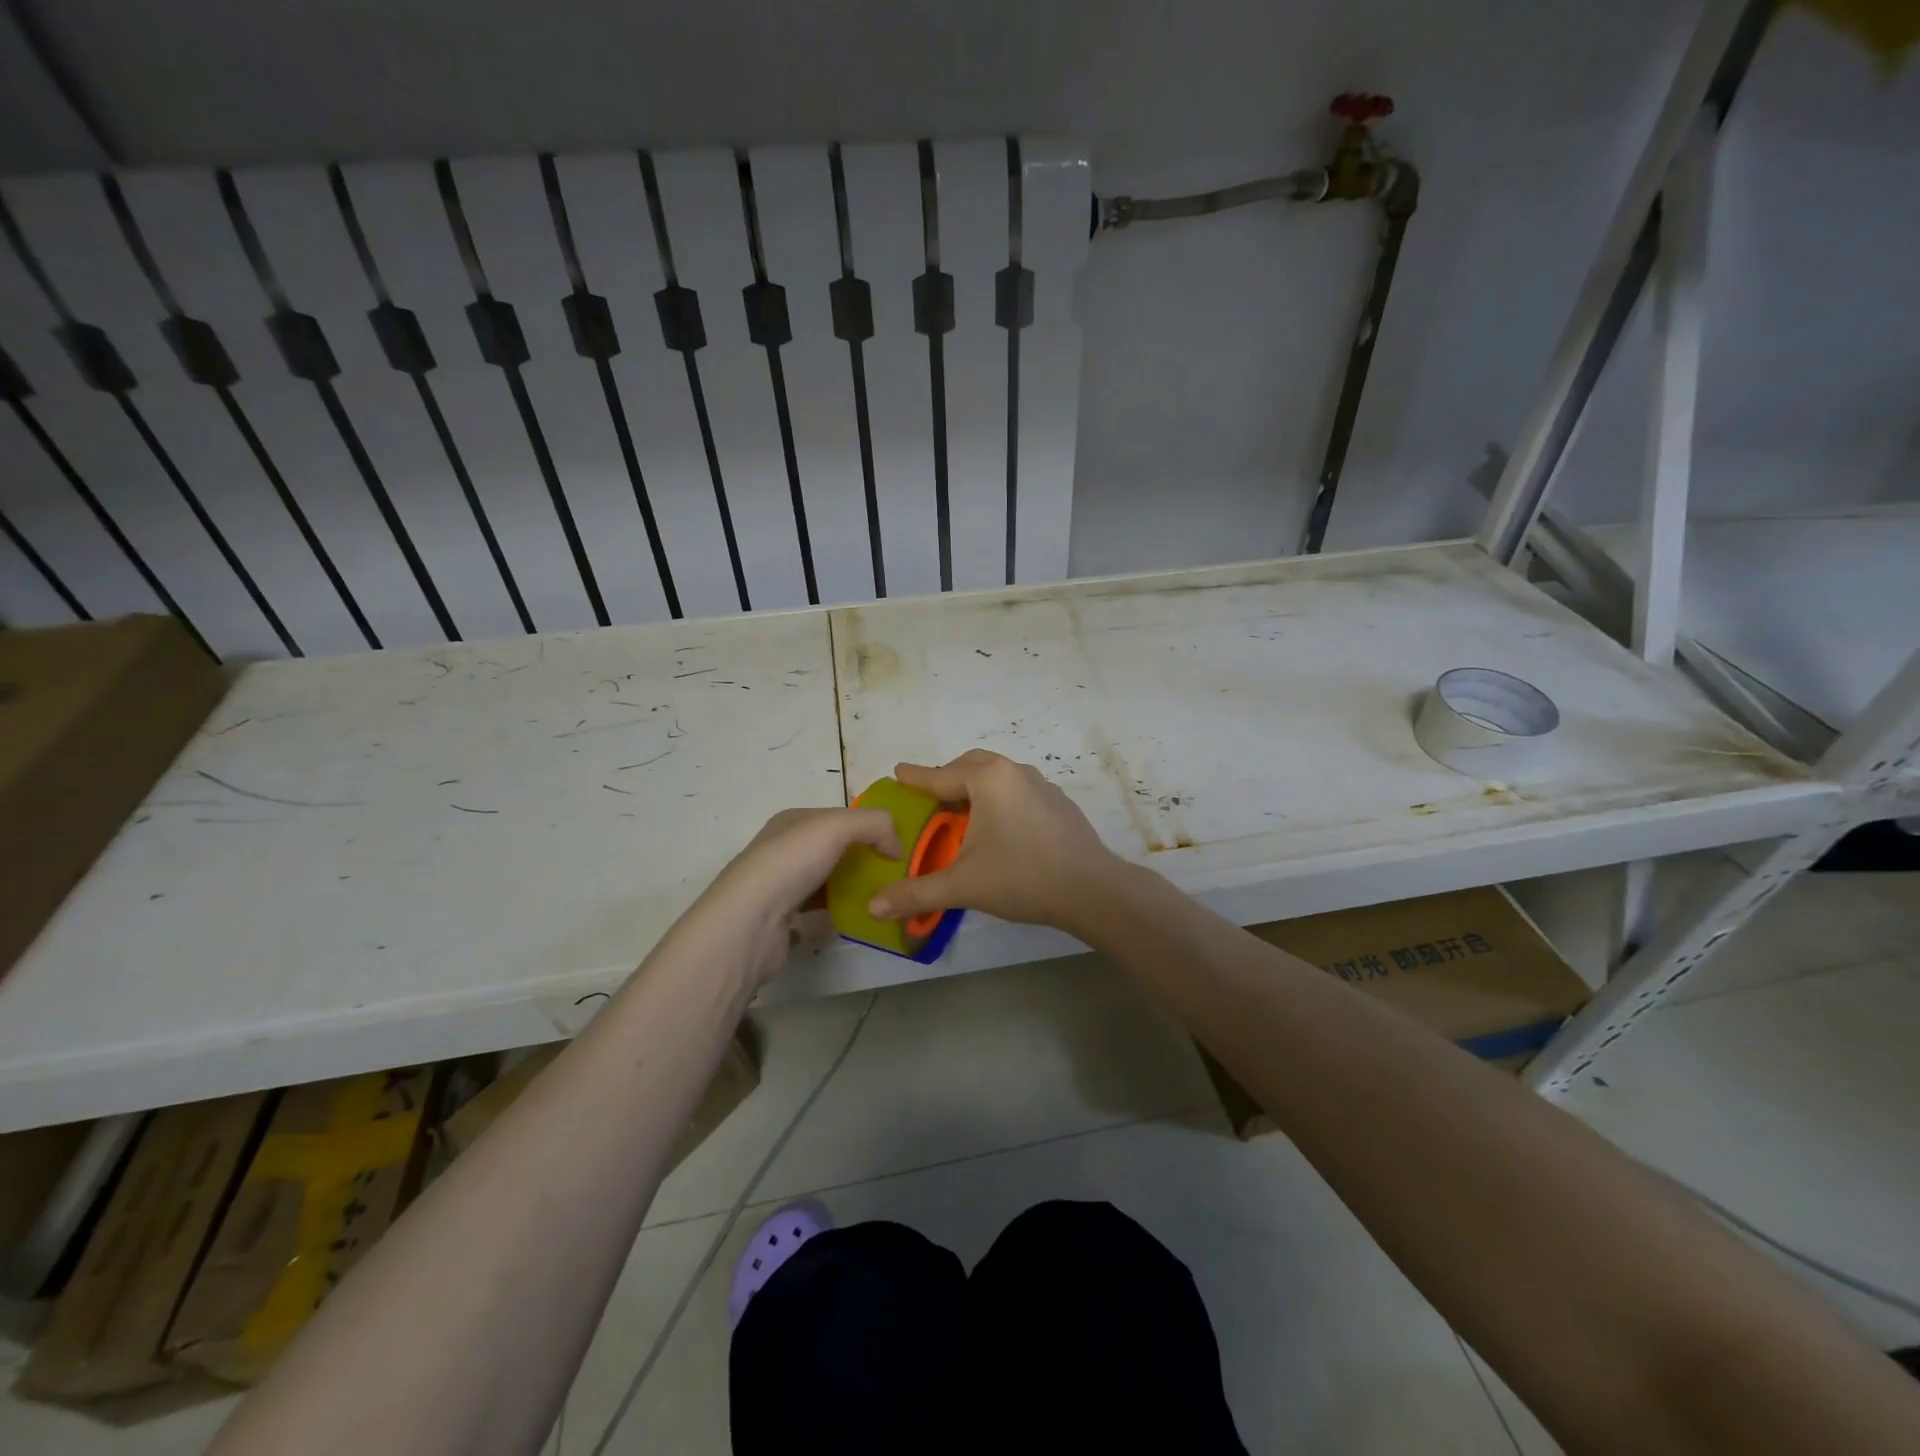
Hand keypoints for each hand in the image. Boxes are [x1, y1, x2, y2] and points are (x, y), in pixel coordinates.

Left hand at [694, 807, 903, 985]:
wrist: (748, 925)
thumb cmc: (790, 864)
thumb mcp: (837, 826)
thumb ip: (875, 824)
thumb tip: (896, 846)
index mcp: (792, 821)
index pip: (840, 817)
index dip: (870, 828)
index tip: (899, 847)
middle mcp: (783, 849)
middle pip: (834, 848)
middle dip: (864, 858)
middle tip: (895, 874)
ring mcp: (780, 886)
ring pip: (827, 880)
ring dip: (852, 886)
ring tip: (883, 897)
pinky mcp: (782, 920)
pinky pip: (819, 910)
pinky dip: (838, 912)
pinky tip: (858, 918)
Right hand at [867, 751, 1122, 936]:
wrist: (1092, 889)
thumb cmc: (1022, 877)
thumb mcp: (963, 885)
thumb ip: (917, 893)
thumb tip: (874, 907)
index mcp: (988, 780)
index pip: (940, 776)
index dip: (915, 778)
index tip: (898, 772)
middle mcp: (1014, 772)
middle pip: (970, 765)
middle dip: (946, 777)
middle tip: (928, 796)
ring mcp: (1041, 784)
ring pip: (997, 775)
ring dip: (975, 785)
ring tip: (960, 810)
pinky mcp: (1058, 802)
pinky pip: (1017, 788)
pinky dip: (998, 796)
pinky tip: (998, 825)